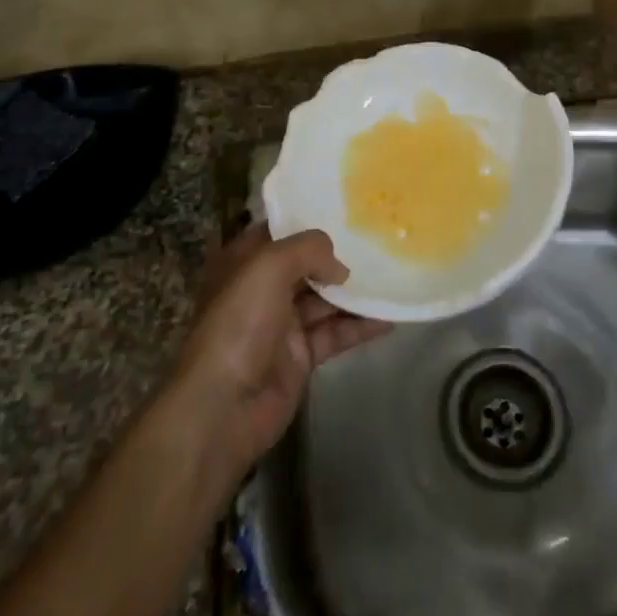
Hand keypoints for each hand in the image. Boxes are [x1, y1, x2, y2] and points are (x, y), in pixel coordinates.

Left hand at [173, 221, 390, 473]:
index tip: (346, 208)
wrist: (223, 406)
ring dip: (355, 291)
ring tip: (393, 275)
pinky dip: (361, 326)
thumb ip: (309, 250)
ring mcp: (282, 324)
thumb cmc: (239, 322)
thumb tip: (339, 267)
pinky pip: (335, 334)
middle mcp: (262, 288)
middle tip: (379, 240)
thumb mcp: (269, 266)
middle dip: (338, 254)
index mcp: (244, 262)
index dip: (308, 218)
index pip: (279, 230)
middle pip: (306, 264)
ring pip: (325, 299)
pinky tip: (390, 317)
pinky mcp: (300, 357)